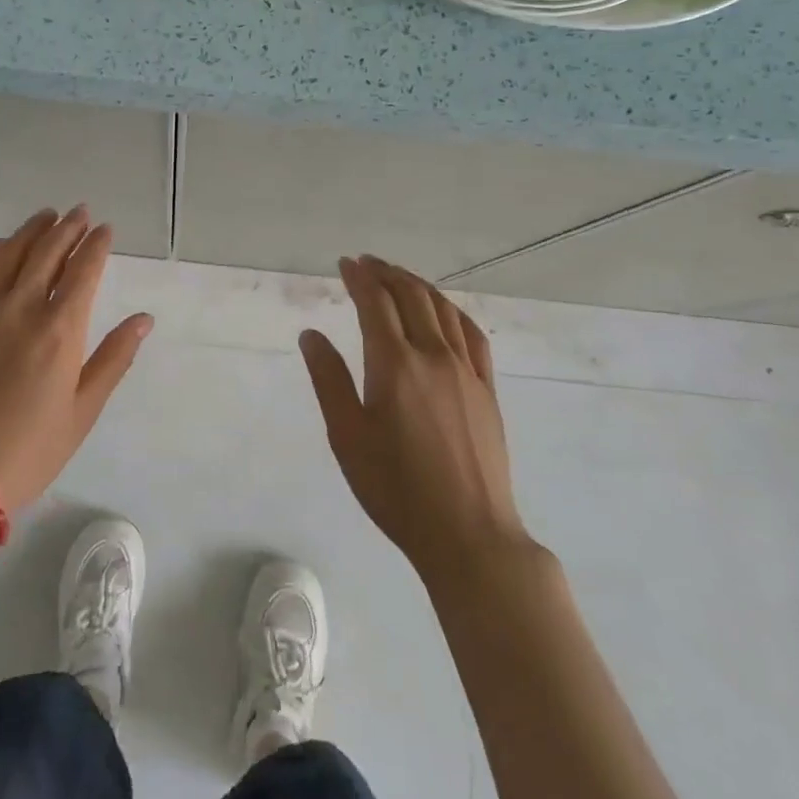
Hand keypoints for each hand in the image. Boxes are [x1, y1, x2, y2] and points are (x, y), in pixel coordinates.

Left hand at [0, 207, 151, 511]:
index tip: (105, 229)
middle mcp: (21, 308)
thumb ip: (114, 357)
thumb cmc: (32, 449)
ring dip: (31, 230)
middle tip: (80, 213)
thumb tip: (143, 319)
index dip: (97, 244)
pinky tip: (1, 246)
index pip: (84, 269)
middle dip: (68, 227)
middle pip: (47, 251)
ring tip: (46, 217)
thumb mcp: (84, 409)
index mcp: (60, 330)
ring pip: (9, 254)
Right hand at [300, 257, 531, 583]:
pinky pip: (472, 334)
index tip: (345, 263)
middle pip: (411, 296)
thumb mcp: (347, 437)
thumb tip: (311, 334)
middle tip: (367, 264)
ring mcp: (467, 371)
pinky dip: (452, 311)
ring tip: (399, 278)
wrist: (468, 535)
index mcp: (395, 364)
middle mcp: (433, 356)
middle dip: (387, 273)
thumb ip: (328, 379)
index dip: (359, 278)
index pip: (375, 303)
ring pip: (443, 309)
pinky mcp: (488, 390)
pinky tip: (444, 312)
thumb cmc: (395, 489)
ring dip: (418, 286)